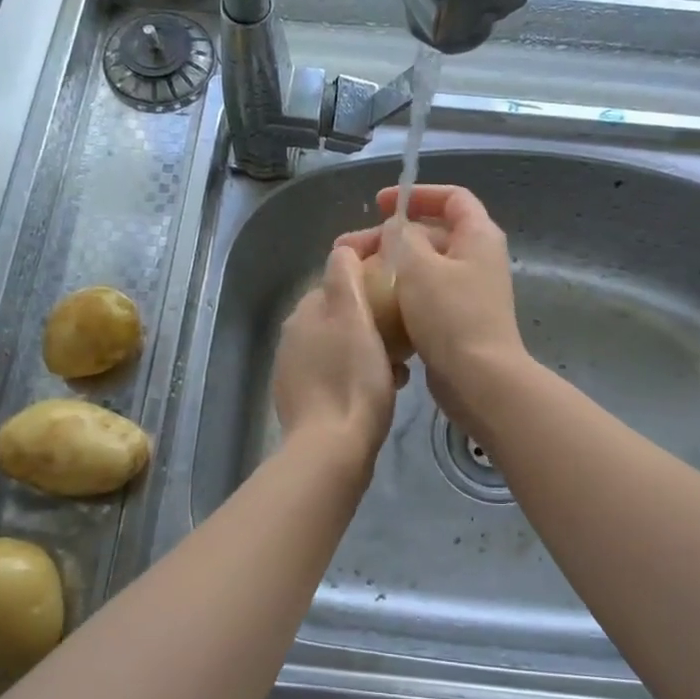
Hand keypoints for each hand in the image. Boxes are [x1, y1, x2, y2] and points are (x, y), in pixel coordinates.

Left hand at [273, 245, 401, 464]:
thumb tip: (343, 249)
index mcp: (305, 313)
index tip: (399, 280)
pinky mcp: (304, 401)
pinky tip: (383, 388)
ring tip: (401, 363)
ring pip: (341, 344)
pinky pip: (337, 373)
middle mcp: (293, 337)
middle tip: (406, 327)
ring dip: (369, 345)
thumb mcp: (353, 317)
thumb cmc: (352, 379)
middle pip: (340, 313)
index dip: (368, 273)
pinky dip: (359, 372)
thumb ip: (345, 277)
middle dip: (372, 314)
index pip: (337, 278)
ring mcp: (295, 371)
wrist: (332, 450)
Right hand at [336, 185, 529, 431]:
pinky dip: (399, 294)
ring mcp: (468, 291)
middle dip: (389, 237)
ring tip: (353, 278)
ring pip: (423, 267)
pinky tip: (372, 305)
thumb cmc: (450, 315)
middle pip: (430, 233)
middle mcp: (477, 258)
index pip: (451, 197)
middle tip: (349, 249)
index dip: (415, 194)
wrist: (478, 379)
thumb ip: (402, 237)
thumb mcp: (418, 266)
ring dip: (390, 267)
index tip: (379, 204)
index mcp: (478, 236)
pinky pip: (424, 295)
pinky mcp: (456, 319)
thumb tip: (397, 230)